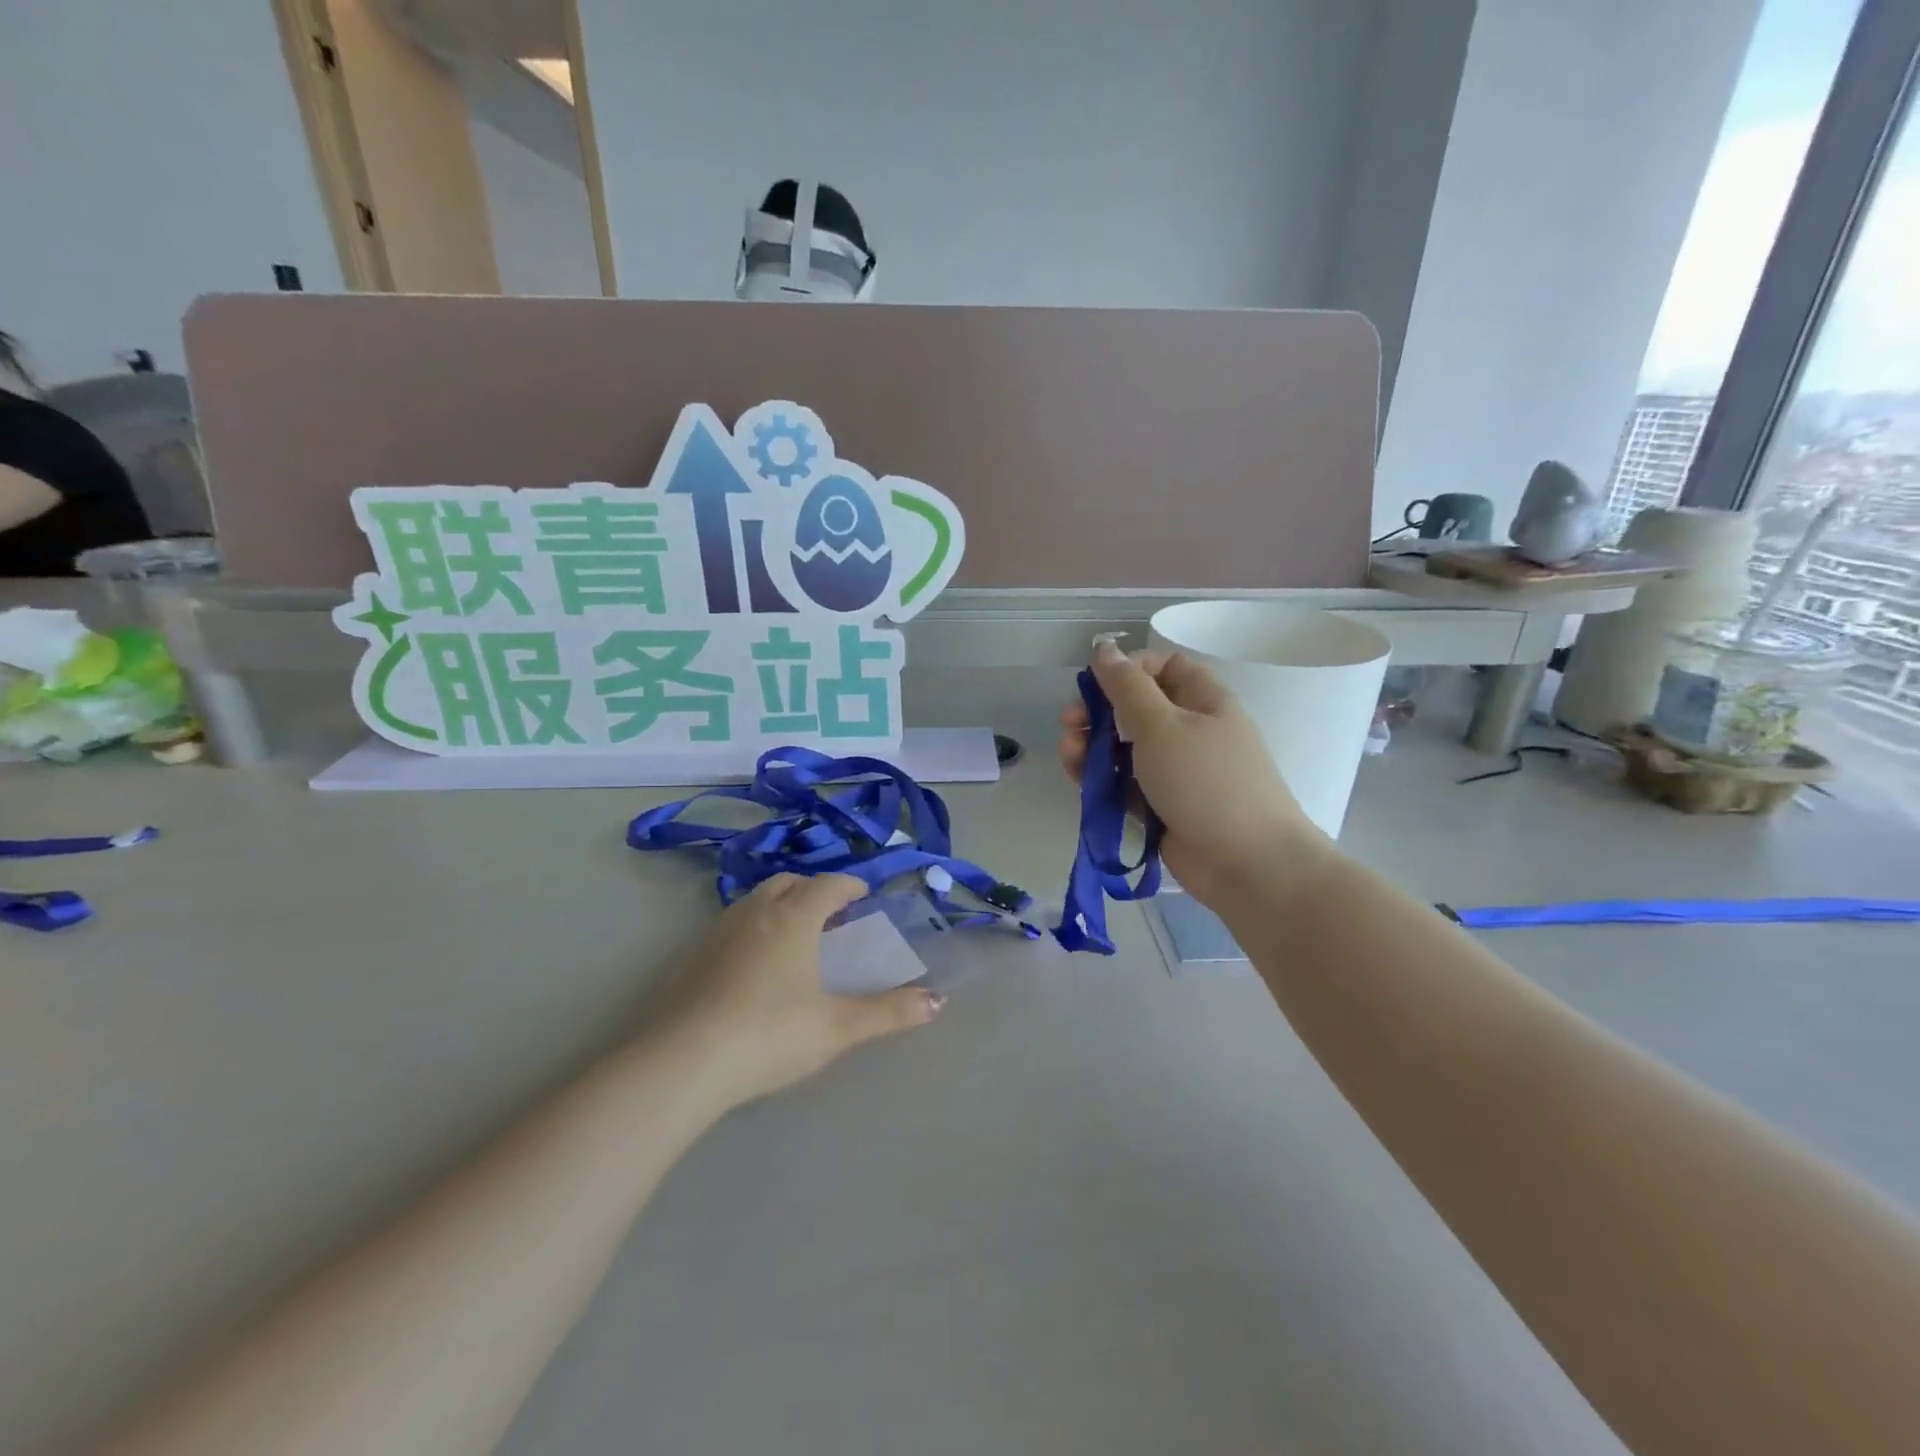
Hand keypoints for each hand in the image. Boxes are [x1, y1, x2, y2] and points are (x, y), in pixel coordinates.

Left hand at [651, 873, 942, 1108]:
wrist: (681, 1062)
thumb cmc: (769, 1034)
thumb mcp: (837, 1027)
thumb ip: (888, 1012)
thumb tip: (937, 1001)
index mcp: (793, 917)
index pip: (828, 885)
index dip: (850, 885)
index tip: (864, 894)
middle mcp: (755, 912)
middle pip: (788, 883)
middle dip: (813, 890)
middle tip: (831, 913)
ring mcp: (717, 932)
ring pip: (755, 902)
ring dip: (780, 906)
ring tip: (795, 936)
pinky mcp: (690, 957)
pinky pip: (731, 926)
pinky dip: (753, 930)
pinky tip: (754, 967)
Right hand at [1057, 641, 1329, 910]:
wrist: (1247, 864)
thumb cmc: (1206, 782)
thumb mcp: (1162, 726)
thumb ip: (1127, 687)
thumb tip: (1103, 648)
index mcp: (1202, 700)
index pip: (1162, 668)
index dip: (1127, 670)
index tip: (1095, 685)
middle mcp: (1190, 731)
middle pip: (1135, 710)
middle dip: (1098, 713)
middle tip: (1070, 724)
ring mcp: (1176, 772)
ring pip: (1124, 749)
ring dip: (1092, 748)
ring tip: (1070, 757)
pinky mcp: (1162, 806)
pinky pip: (1125, 784)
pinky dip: (1102, 780)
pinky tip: (1081, 783)